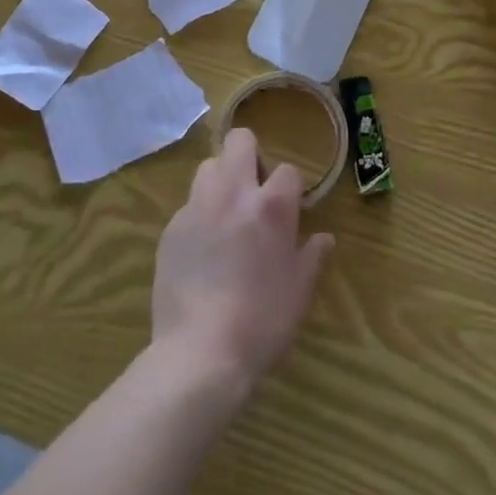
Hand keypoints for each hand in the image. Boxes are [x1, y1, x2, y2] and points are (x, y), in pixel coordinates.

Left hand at [150, 128, 334, 396]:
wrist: (200, 354)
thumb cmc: (262, 322)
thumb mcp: (299, 292)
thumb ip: (312, 257)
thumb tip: (324, 238)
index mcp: (272, 206)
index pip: (288, 169)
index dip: (291, 188)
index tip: (291, 210)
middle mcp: (233, 193)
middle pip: (239, 140)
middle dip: (250, 154)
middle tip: (255, 190)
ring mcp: (197, 207)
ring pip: (208, 165)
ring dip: (220, 179)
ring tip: (226, 213)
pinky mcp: (171, 228)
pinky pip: (188, 205)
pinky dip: (199, 215)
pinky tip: (202, 249)